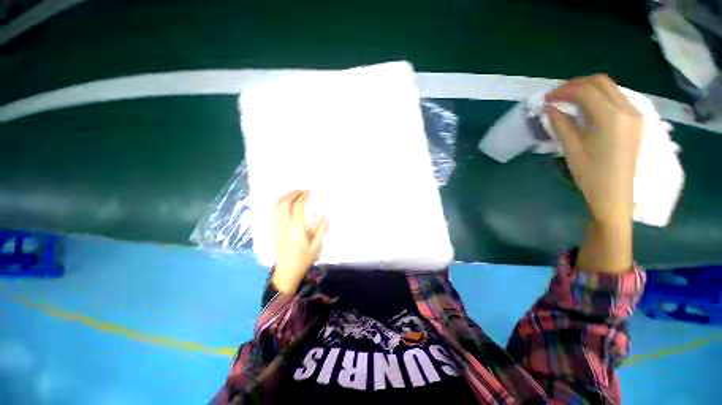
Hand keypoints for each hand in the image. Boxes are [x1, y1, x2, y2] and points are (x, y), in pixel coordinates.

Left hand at [271, 190, 327, 293]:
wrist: (287, 271)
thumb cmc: (303, 259)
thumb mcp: (316, 246)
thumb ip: (321, 230)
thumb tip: (325, 216)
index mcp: (296, 229)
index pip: (297, 207)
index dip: (303, 197)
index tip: (309, 192)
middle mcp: (285, 225)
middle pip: (283, 203)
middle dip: (292, 194)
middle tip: (301, 191)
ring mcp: (278, 227)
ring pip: (277, 207)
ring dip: (285, 197)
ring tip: (295, 194)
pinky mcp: (275, 230)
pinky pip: (275, 212)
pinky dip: (281, 204)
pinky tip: (288, 204)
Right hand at [545, 75, 642, 272]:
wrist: (615, 196)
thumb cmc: (591, 175)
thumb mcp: (572, 148)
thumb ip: (561, 123)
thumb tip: (549, 107)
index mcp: (612, 118)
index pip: (586, 91)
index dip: (563, 90)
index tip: (546, 99)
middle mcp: (628, 110)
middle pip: (601, 83)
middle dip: (576, 85)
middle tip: (556, 96)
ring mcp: (635, 115)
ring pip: (610, 88)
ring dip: (587, 90)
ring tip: (568, 101)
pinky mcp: (635, 121)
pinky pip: (616, 99)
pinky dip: (598, 98)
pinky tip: (585, 109)